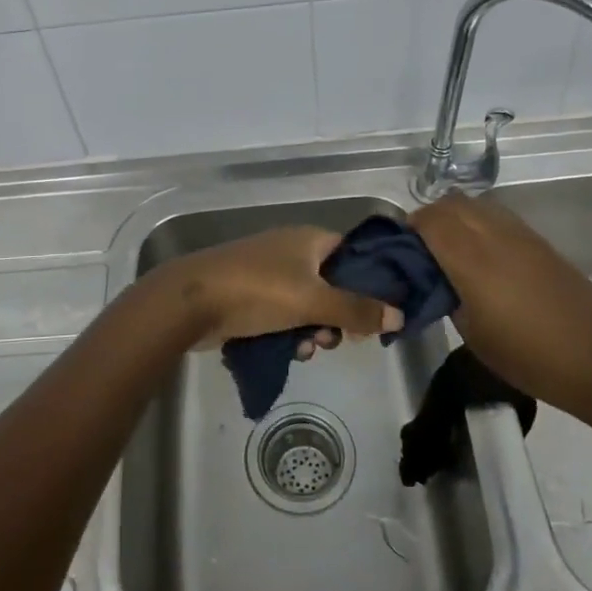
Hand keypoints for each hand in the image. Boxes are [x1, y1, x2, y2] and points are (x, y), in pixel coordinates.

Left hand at [155, 226, 402, 353]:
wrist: (191, 301)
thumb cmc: (257, 291)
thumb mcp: (313, 301)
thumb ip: (357, 310)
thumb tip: (400, 315)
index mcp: (309, 239)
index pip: (352, 254)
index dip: (368, 282)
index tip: (374, 313)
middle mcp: (290, 250)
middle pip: (331, 283)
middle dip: (336, 315)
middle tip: (332, 338)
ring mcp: (266, 272)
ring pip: (306, 303)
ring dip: (311, 329)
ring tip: (305, 349)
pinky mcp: (248, 294)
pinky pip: (281, 313)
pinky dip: (288, 331)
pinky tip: (287, 351)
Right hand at [408, 192, 591, 411]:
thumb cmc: (529, 357)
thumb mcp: (472, 334)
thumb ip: (447, 297)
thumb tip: (437, 280)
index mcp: (472, 260)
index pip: (430, 220)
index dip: (409, 228)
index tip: (400, 250)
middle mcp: (495, 236)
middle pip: (452, 204)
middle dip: (429, 218)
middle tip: (420, 249)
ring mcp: (522, 235)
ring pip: (477, 205)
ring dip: (456, 217)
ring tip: (449, 250)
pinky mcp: (541, 243)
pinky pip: (499, 218)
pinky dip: (479, 224)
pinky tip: (481, 257)